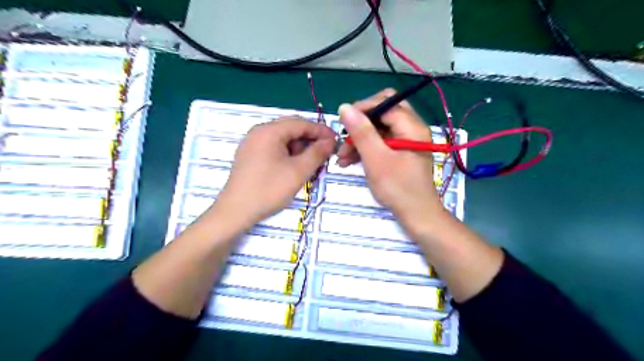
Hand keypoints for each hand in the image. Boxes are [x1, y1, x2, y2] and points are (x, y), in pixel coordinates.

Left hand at [216, 116, 336, 227]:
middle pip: (291, 129)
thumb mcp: (298, 171)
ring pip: (283, 139)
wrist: (235, 211)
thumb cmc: (268, 190)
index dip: (320, 131)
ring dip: (299, 148)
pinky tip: (294, 167)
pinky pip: (273, 147)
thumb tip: (330, 141)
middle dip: (310, 140)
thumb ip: (317, 153)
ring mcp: (252, 143)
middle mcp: (259, 132)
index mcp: (269, 131)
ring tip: (310, 164)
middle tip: (325, 154)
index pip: (301, 123)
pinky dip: (288, 154)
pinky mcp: (250, 155)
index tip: (336, 142)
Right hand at [335, 88, 445, 226]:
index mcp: (412, 126)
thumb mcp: (376, 160)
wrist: (416, 215)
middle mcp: (411, 128)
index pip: (385, 103)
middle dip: (360, 124)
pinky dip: (366, 148)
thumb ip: (361, 132)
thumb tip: (344, 107)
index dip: (362, 109)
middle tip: (345, 138)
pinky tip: (350, 160)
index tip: (343, 123)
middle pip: (382, 112)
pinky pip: (381, 141)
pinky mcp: (400, 152)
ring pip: (379, 128)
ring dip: (360, 138)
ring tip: (342, 157)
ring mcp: (406, 140)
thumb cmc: (398, 188)